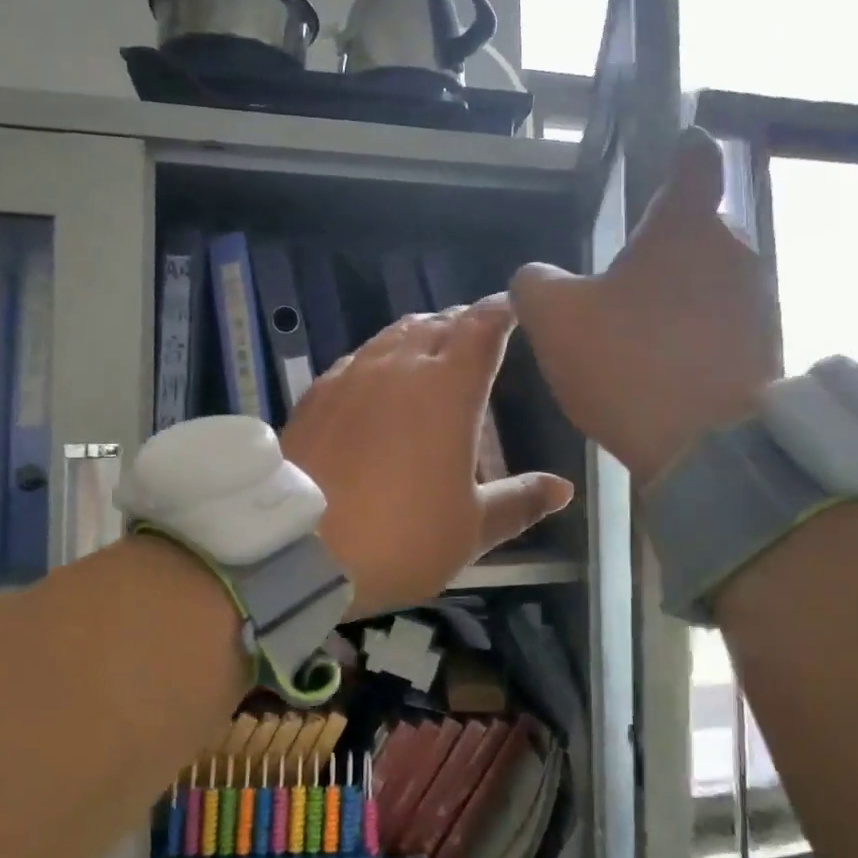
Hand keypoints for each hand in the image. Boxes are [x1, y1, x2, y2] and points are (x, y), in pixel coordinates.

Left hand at [281, 297, 574, 617]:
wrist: (295, 547)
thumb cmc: (400, 537)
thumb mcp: (470, 529)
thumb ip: (518, 502)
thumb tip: (562, 488)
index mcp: (449, 388)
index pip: (482, 327)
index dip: (500, 312)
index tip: (512, 310)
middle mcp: (400, 366)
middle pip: (438, 324)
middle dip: (462, 324)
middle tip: (476, 338)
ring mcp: (352, 374)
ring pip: (394, 335)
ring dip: (420, 335)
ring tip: (431, 353)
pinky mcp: (317, 393)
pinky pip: (358, 358)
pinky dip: (380, 359)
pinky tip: (377, 384)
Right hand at [511, 126, 776, 487]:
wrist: (706, 449)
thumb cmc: (627, 362)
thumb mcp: (554, 318)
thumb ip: (535, 283)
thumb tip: (536, 275)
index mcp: (685, 224)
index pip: (694, 159)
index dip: (682, 149)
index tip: (674, 149)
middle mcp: (735, 249)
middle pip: (696, 230)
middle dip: (661, 249)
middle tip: (618, 285)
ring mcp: (759, 300)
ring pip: (708, 280)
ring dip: (676, 296)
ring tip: (635, 337)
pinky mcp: (769, 347)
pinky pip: (720, 324)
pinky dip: (692, 335)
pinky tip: (662, 370)